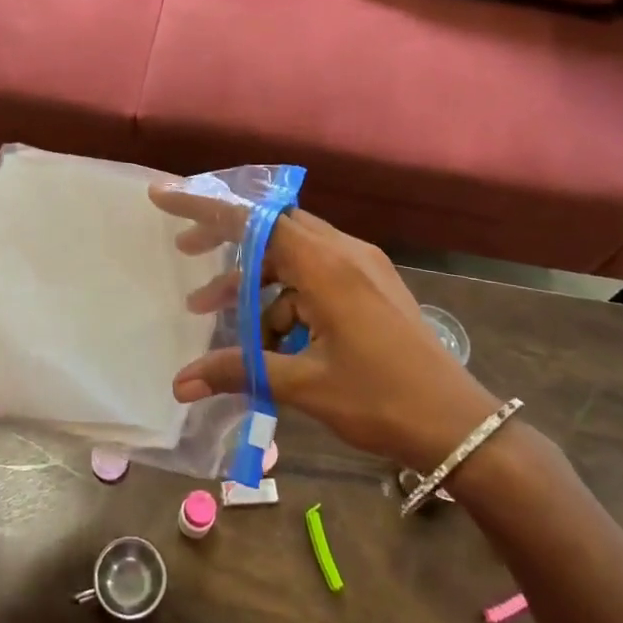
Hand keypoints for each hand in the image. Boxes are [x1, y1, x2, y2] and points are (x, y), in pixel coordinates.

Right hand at [151, 188, 498, 471]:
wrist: (458, 424)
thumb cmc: (382, 400)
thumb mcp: (305, 385)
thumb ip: (240, 372)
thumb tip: (180, 384)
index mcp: (328, 266)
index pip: (255, 218)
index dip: (206, 205)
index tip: (164, 197)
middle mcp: (345, 253)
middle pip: (272, 227)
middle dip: (226, 240)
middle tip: (186, 254)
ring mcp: (362, 267)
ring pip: (291, 256)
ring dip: (253, 280)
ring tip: (212, 312)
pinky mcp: (370, 286)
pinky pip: (314, 276)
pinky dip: (284, 298)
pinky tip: (270, 340)